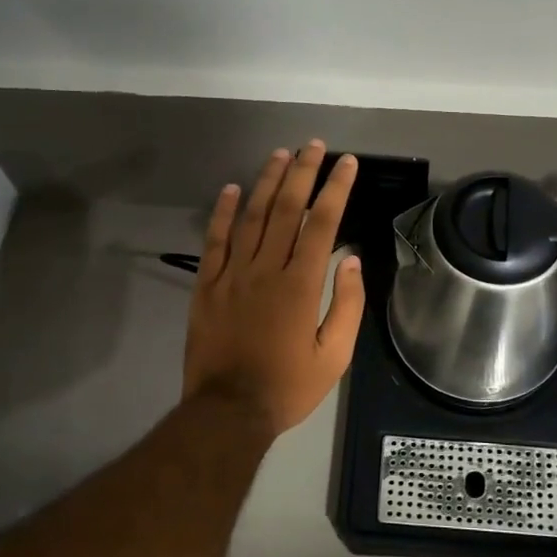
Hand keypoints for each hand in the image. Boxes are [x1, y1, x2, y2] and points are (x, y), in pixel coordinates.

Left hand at [182, 142, 365, 437]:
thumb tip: (350, 259)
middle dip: (302, 172)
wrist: (227, 411)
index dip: (335, 189)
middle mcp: (266, 269)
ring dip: (266, 182)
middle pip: (285, 209)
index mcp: (300, 285)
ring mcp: (232, 275)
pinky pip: (214, 241)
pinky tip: (229, 189)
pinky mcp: (207, 285)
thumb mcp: (334, 356)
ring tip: (280, 154)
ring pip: (250, 216)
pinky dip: (221, 212)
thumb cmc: (288, 386)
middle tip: (313, 145)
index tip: (346, 163)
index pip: (321, 223)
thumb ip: (346, 305)